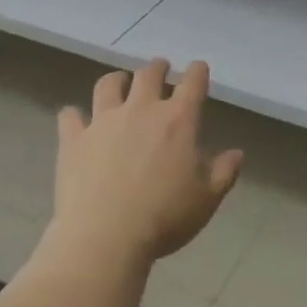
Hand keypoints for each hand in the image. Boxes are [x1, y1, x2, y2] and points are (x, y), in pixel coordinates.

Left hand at [51, 59, 244, 264]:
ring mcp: (103, 122)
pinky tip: (76, 120)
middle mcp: (140, 110)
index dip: (197, 72)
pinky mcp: (74, 139)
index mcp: (177, 121)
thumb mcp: (206, 200)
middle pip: (148, 74)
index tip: (198, 69)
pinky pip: (70, 116)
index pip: (192, 82)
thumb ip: (224, 172)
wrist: (105, 237)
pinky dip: (75, 116)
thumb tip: (236, 153)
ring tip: (119, 83)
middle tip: (161, 70)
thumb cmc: (164, 218)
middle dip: (158, 68)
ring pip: (108, 85)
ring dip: (117, 80)